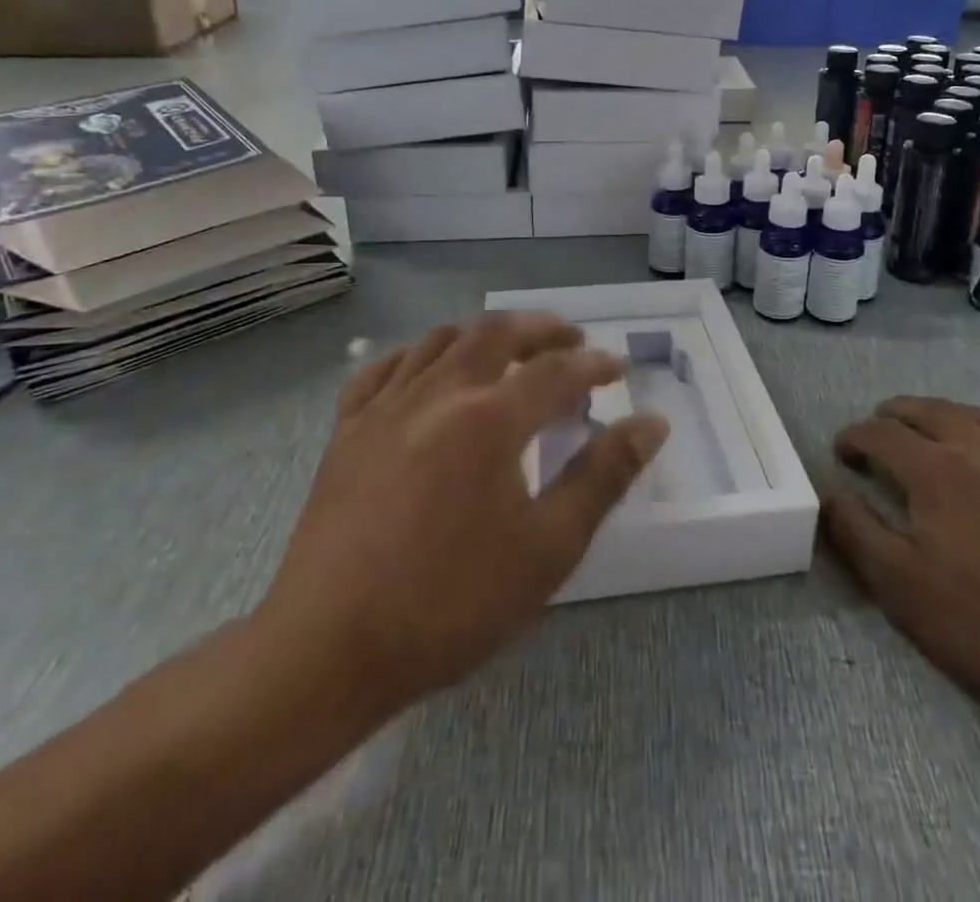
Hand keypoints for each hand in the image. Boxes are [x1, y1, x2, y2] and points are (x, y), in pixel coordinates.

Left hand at [253, 314, 667, 716]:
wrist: (328, 650)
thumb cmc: (450, 604)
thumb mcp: (548, 548)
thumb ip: (604, 477)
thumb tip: (651, 423)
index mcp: (490, 419)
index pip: (557, 371)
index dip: (594, 365)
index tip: (618, 368)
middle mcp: (439, 393)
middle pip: (497, 333)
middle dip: (541, 329)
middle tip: (571, 339)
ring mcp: (386, 406)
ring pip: (441, 339)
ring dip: (485, 332)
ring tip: (510, 346)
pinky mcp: (347, 429)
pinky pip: (384, 368)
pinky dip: (417, 354)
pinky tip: (428, 369)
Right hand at [822, 398, 979, 718]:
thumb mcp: (901, 586)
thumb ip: (857, 531)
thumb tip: (832, 493)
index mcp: (935, 469)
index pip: (882, 433)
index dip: (855, 437)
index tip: (841, 451)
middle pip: (928, 410)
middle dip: (895, 414)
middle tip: (879, 427)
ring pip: (977, 416)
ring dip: (944, 414)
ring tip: (931, 427)